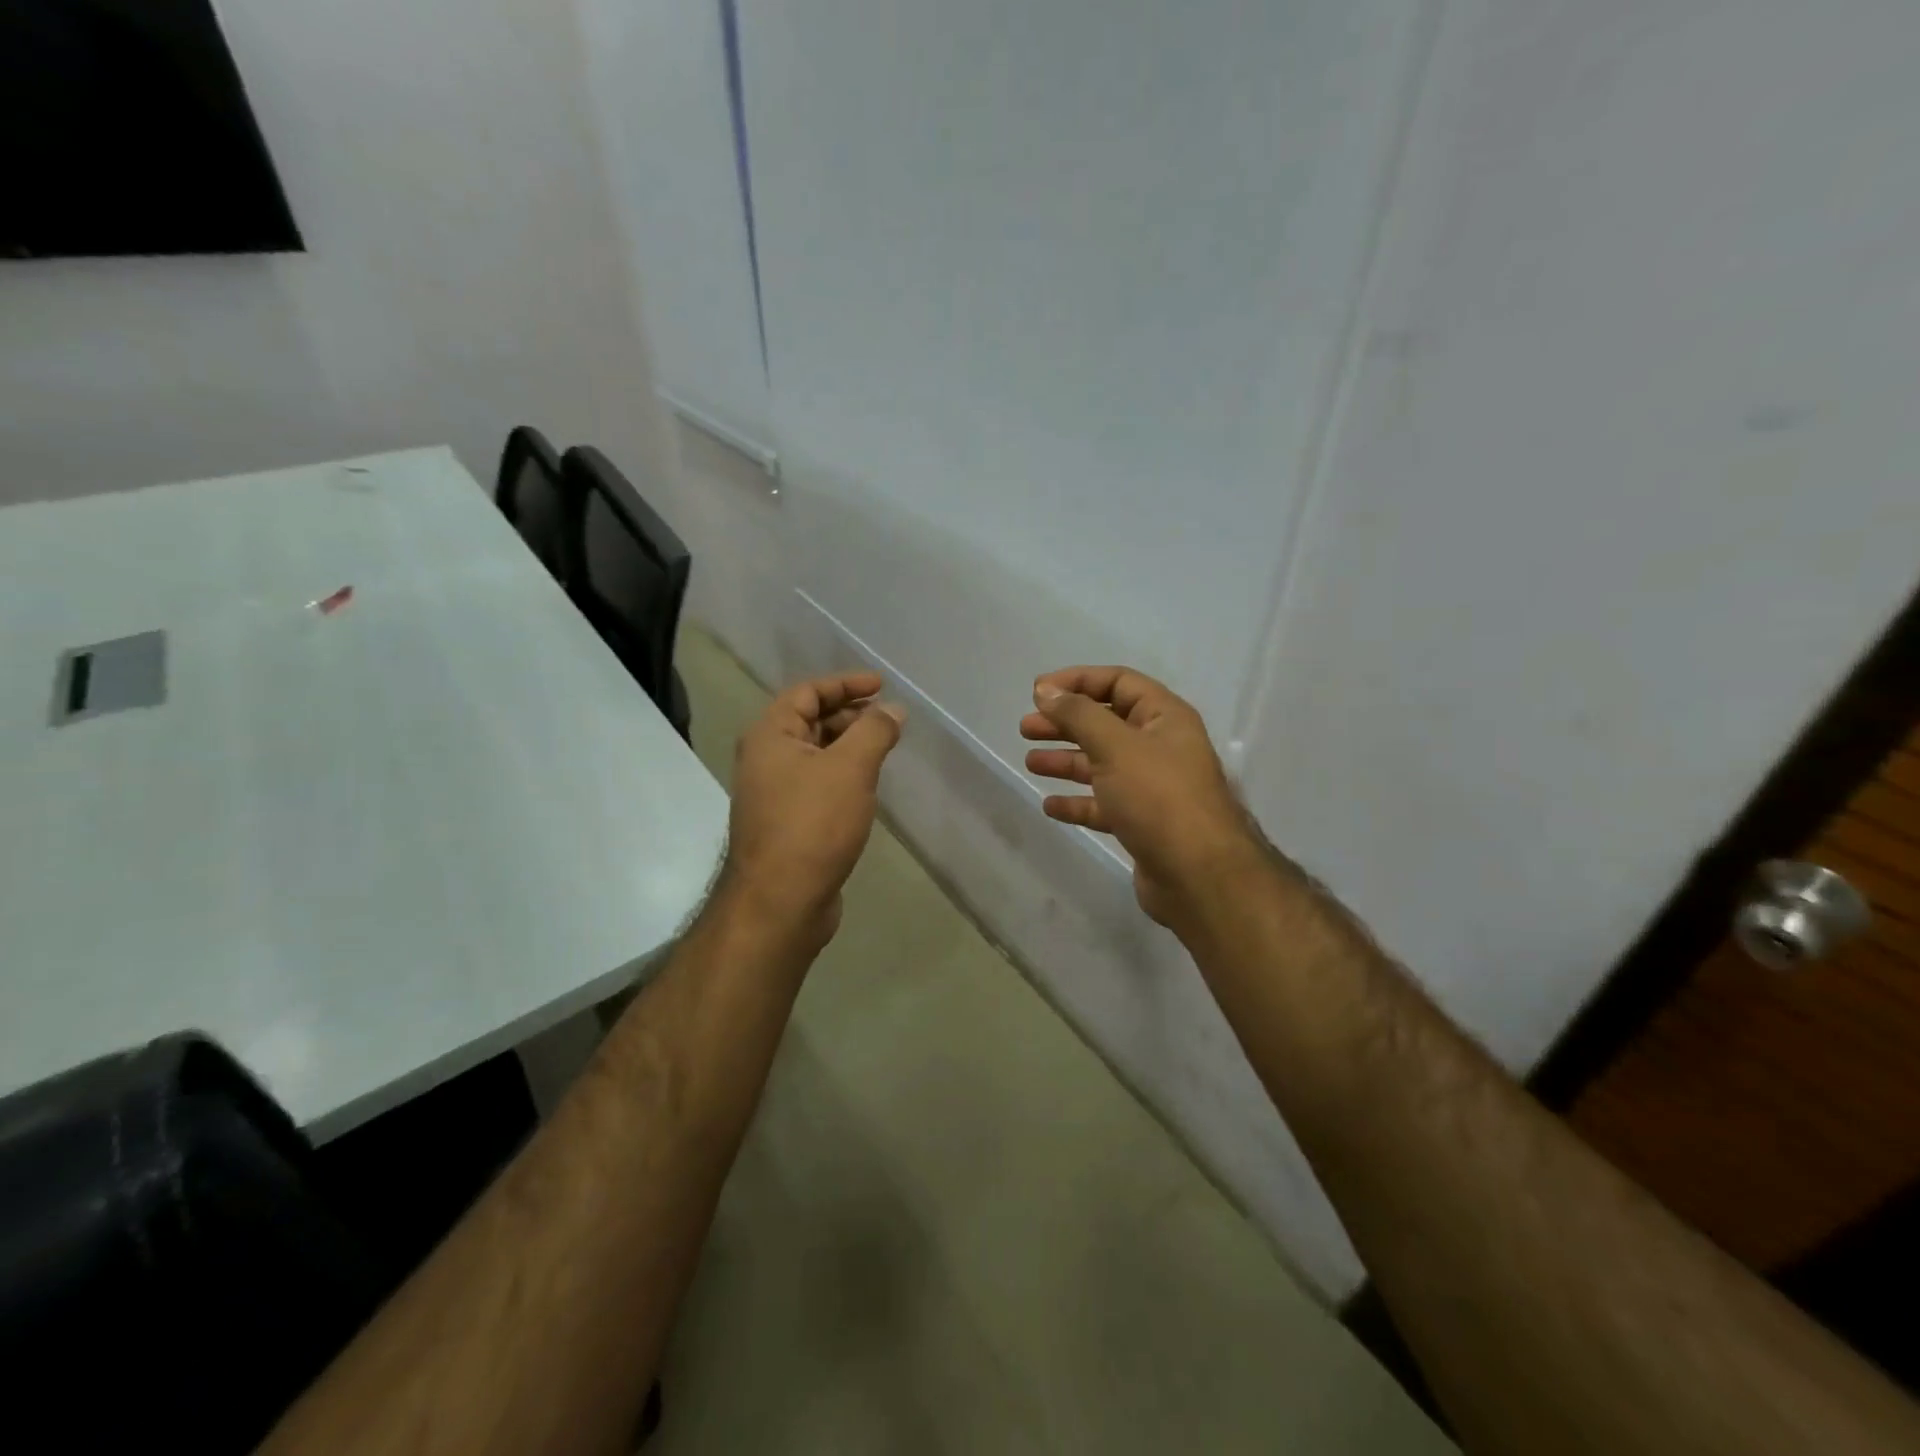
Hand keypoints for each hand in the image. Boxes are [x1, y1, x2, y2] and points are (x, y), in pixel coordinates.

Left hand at [724, 671, 904, 944]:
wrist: (780, 902)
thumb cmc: (812, 825)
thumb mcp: (850, 768)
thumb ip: (874, 731)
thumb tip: (893, 710)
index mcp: (770, 735)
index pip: (807, 692)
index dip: (845, 683)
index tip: (881, 686)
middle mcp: (766, 759)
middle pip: (810, 721)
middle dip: (850, 715)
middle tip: (888, 721)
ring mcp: (774, 793)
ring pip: (816, 754)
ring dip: (849, 745)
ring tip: (884, 749)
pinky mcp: (787, 822)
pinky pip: (818, 783)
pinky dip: (843, 774)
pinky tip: (866, 787)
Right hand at [1022, 666, 1259, 926]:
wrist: (1198, 875)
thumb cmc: (1158, 797)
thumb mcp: (1116, 746)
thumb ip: (1078, 715)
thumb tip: (1046, 690)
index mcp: (1164, 718)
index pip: (1119, 682)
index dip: (1078, 681)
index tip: (1038, 692)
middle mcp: (1160, 747)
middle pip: (1105, 723)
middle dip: (1065, 723)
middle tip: (1026, 728)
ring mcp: (1152, 788)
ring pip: (1101, 764)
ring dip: (1066, 761)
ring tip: (1031, 762)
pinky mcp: (1142, 823)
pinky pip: (1103, 804)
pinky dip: (1077, 801)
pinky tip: (1050, 806)